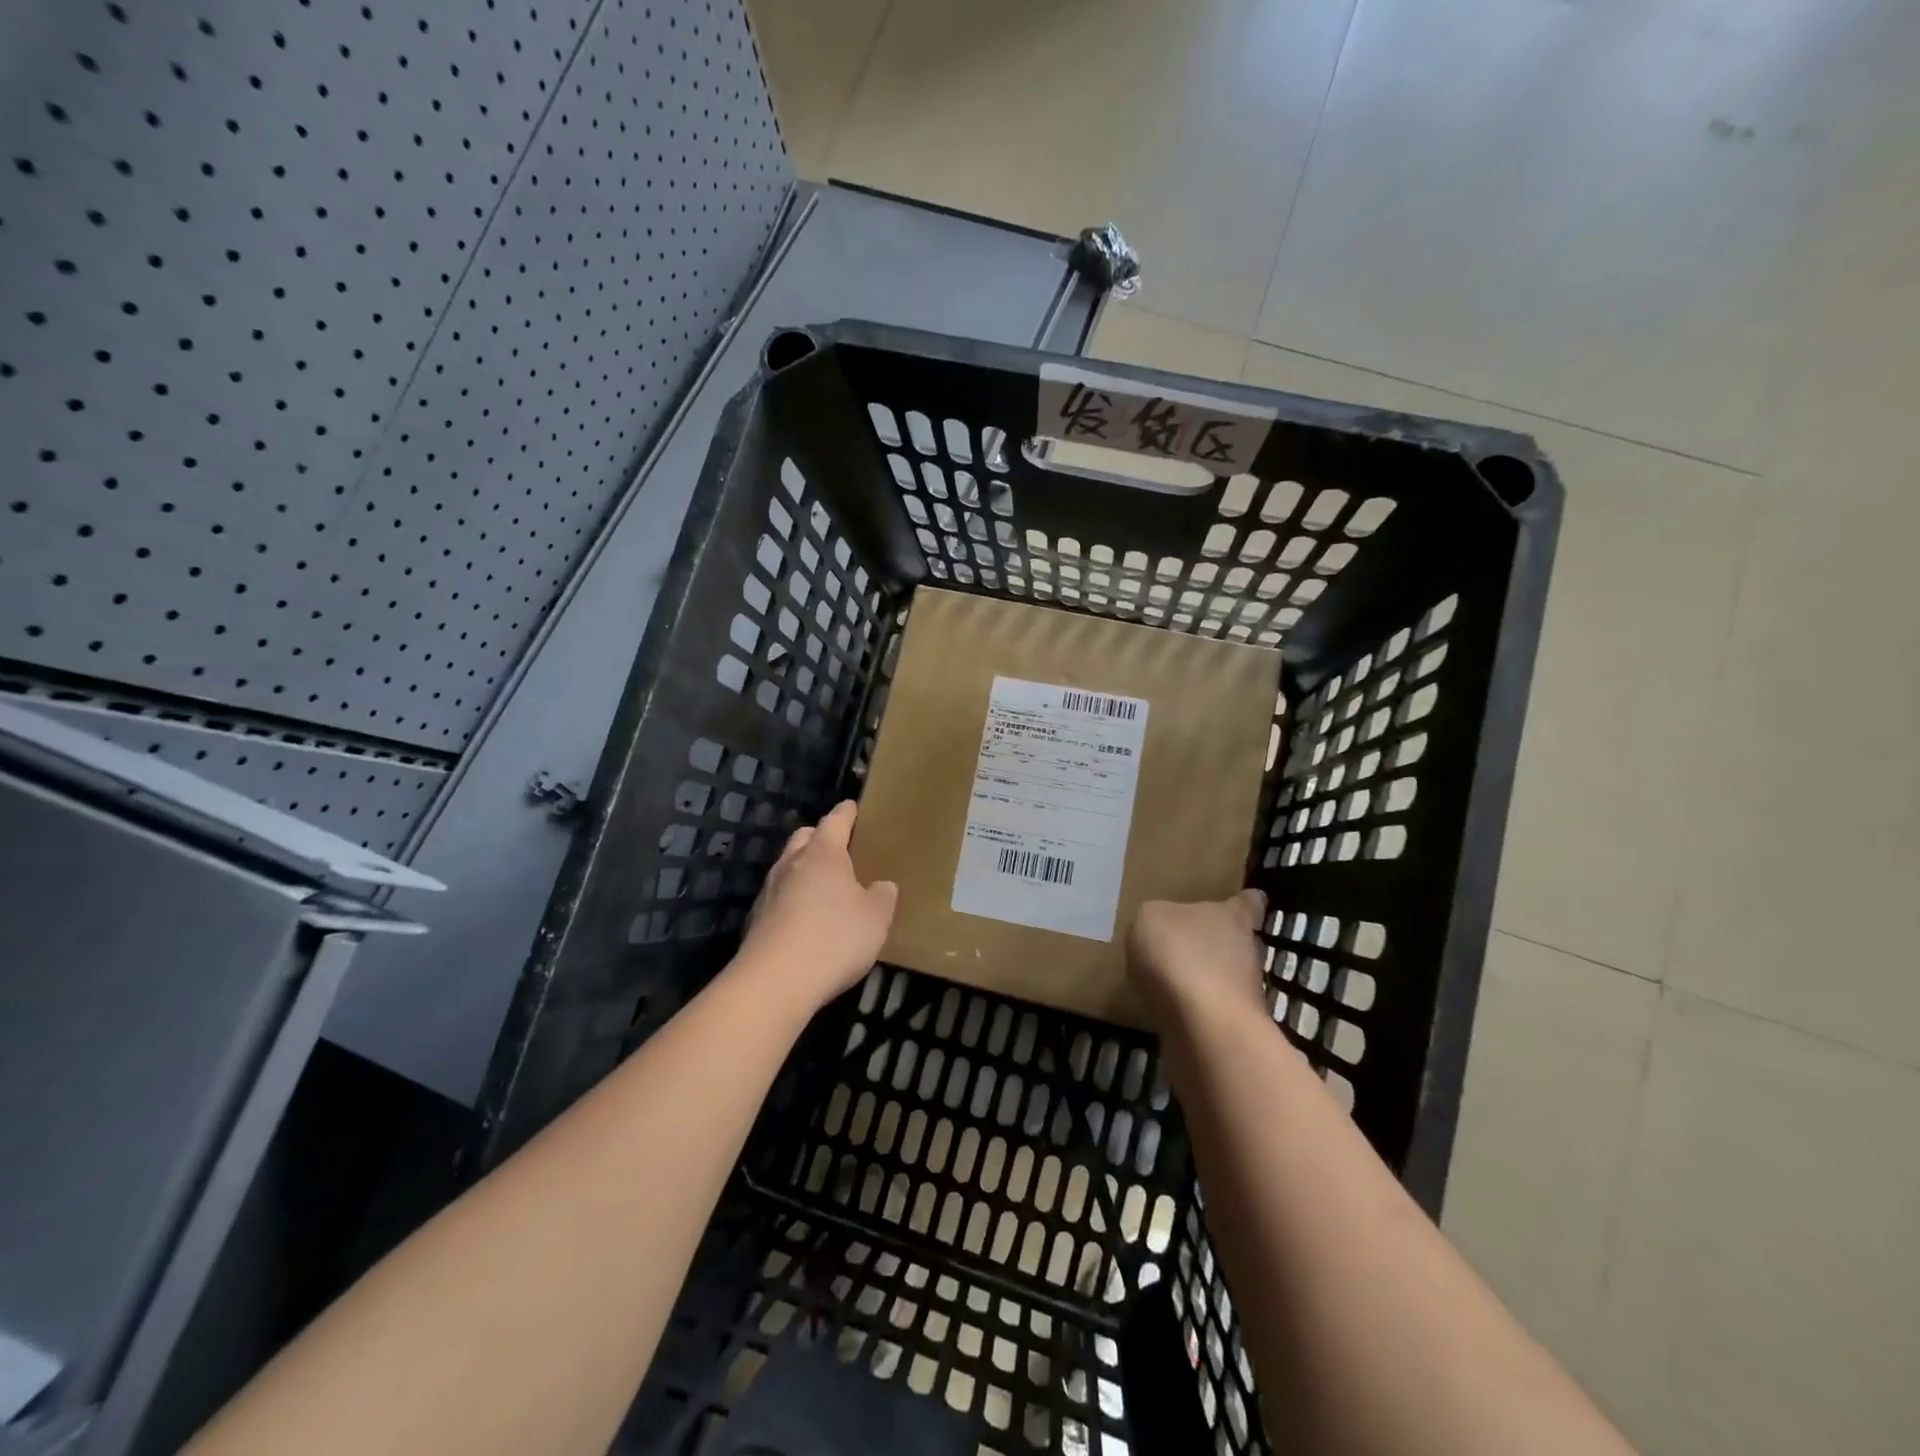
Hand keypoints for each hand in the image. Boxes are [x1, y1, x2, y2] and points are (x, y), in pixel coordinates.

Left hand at [734, 800, 897, 1016]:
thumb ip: (883, 896)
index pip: (836, 820)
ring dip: (804, 871)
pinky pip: (779, 898)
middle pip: (804, 838)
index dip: (847, 812)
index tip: (853, 807)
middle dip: (820, 838)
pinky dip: (793, 901)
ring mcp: (769, 891)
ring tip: (825, 888)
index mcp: (823, 853)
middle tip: (841, 849)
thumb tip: (882, 886)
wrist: (774, 982)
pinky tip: (807, 921)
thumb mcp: (876, 918)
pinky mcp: (756, 920)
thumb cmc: (834, 938)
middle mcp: (792, 864)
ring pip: (788, 868)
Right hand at [1128, 889, 1269, 1028]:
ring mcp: (1245, 994)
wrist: (1204, 1028)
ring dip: (1206, 979)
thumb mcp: (1150, 918)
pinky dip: (1195, 1010)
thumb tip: (1162, 926)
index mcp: (1233, 917)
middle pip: (1239, 941)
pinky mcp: (1233, 1028)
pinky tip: (1169, 1010)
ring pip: (1227, 978)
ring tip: (1172, 981)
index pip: (1250, 902)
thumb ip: (1158, 918)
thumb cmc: (1181, 954)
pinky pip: (1212, 1010)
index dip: (1245, 901)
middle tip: (1189, 944)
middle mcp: (1248, 952)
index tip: (1242, 901)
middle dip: (1219, 943)